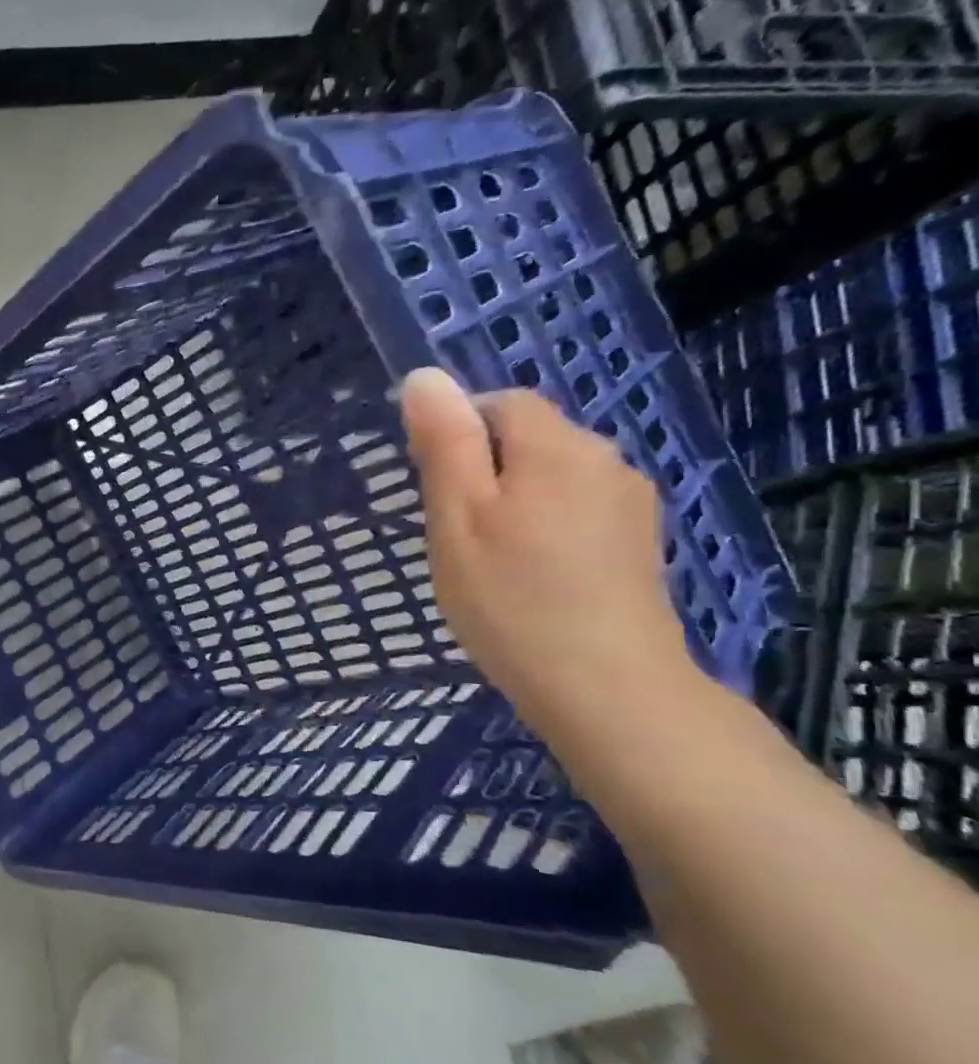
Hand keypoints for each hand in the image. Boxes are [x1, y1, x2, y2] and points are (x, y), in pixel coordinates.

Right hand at [399, 368, 698, 740]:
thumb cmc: (511, 598)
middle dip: (482, 468)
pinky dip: (543, 526)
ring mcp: (629, 502)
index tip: (431, 487)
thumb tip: (426, 376)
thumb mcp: (457, 517)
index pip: (500, 403)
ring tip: (487, 557)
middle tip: (450, 530)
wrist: (606, 687)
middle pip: (528, 438)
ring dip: (512, 499)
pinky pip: (576, 508)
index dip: (457, 431)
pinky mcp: (637, 542)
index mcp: (556, 446)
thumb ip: (444, 443)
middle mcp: (604, 459)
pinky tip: (529, 574)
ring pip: (551, 476)